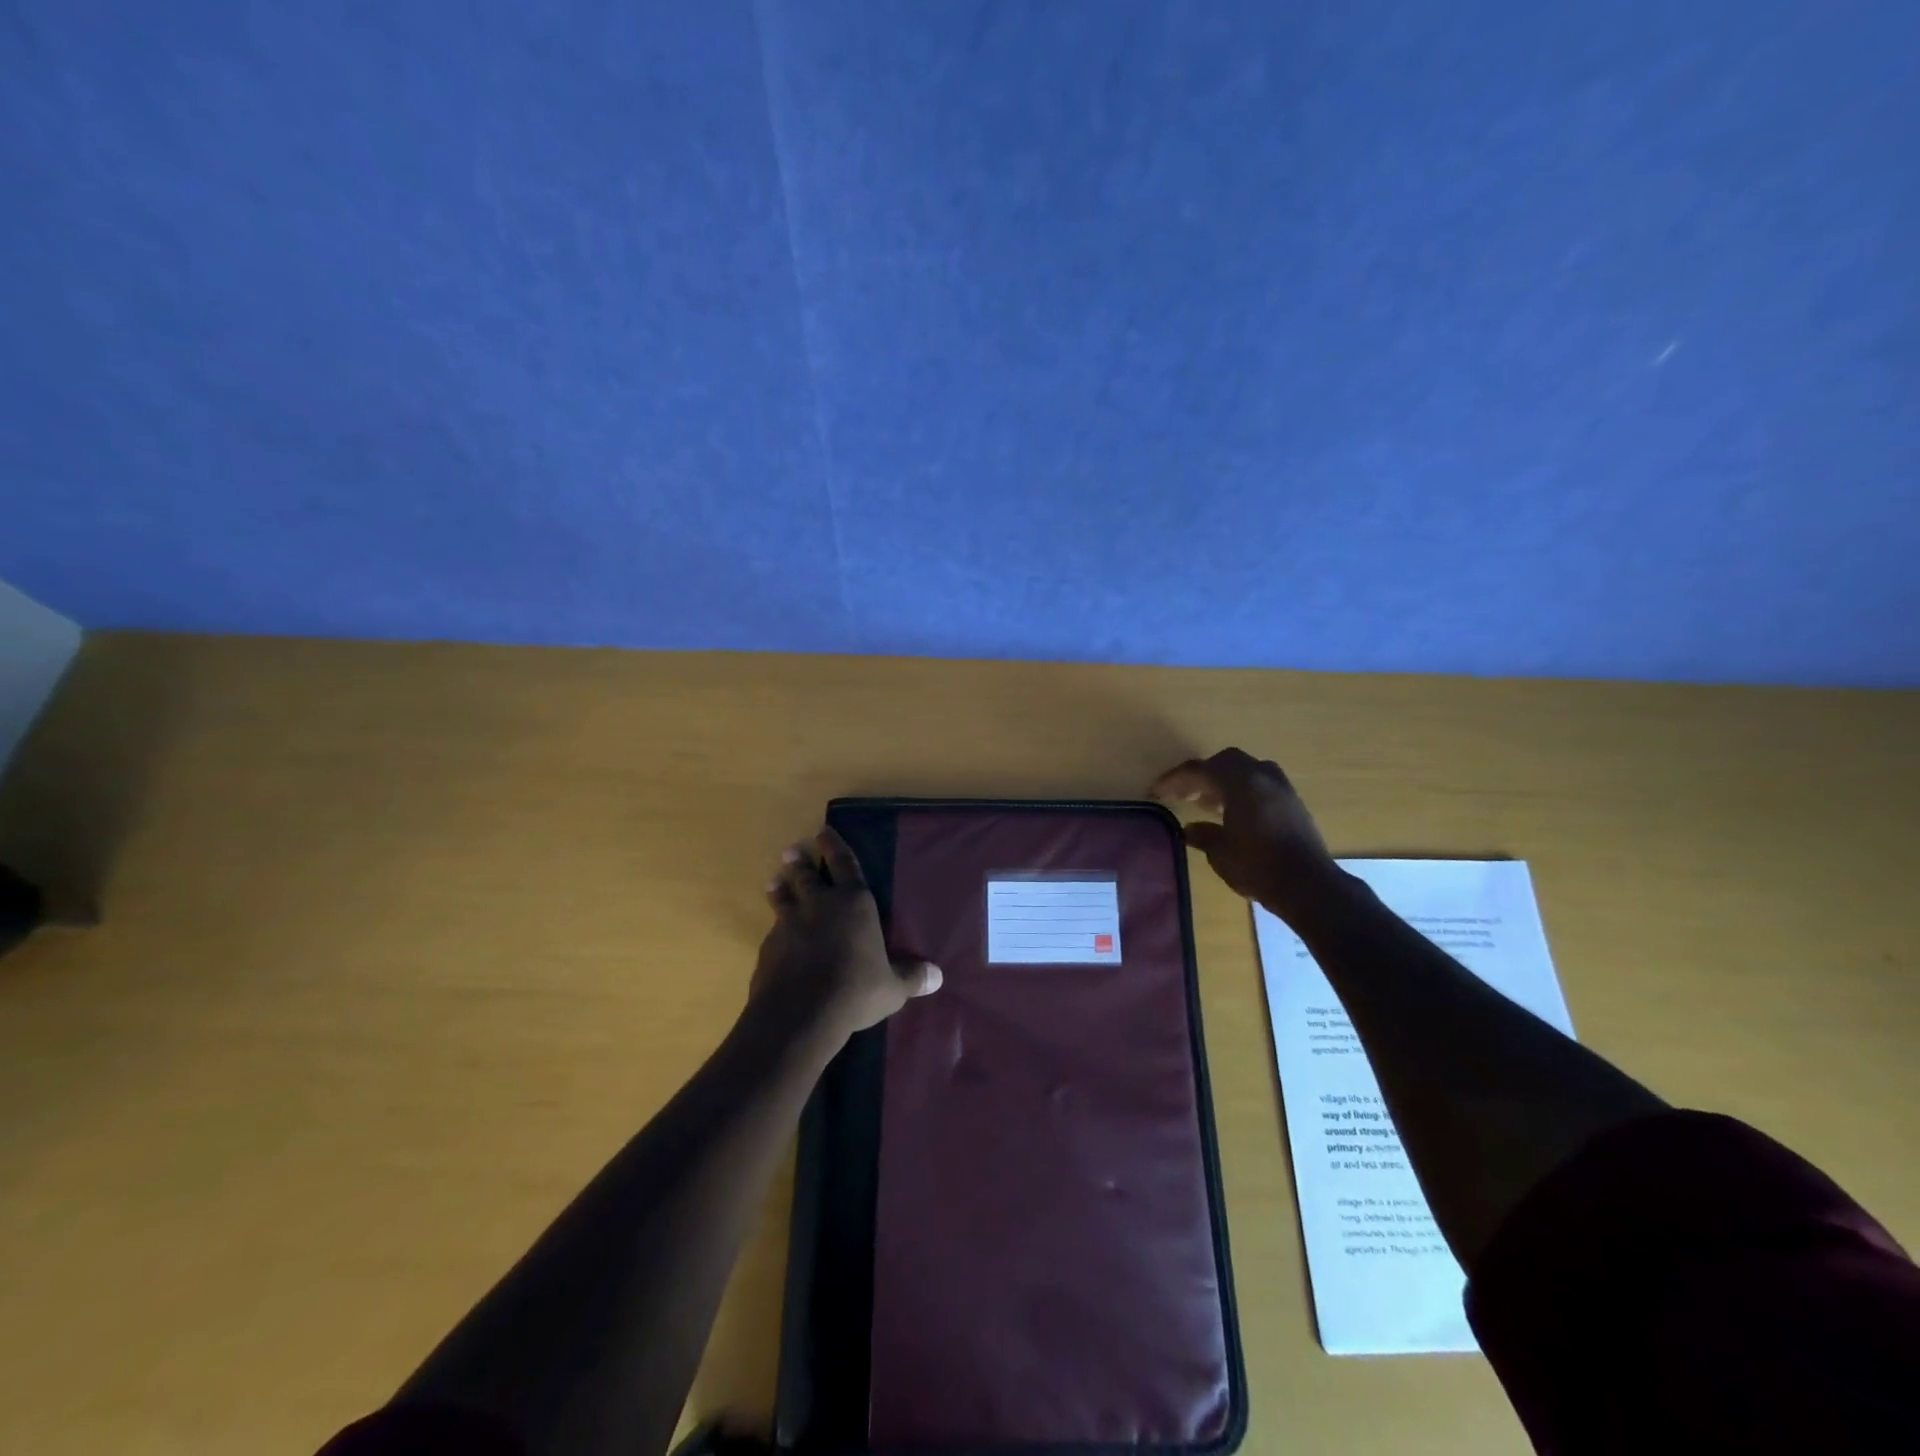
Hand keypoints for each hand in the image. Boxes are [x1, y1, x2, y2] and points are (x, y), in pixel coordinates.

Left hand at [751, 827, 941, 1045]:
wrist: (799, 1014)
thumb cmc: (855, 991)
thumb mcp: (892, 988)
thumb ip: (911, 978)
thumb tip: (938, 976)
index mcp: (853, 903)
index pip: (844, 864)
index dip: (834, 846)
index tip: (823, 831)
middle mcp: (819, 905)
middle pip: (807, 875)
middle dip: (801, 862)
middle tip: (792, 851)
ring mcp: (789, 924)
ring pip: (783, 898)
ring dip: (780, 888)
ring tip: (775, 881)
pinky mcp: (768, 948)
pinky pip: (773, 931)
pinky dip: (776, 929)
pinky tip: (775, 937)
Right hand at [1150, 748, 1343, 923]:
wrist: (1308, 886)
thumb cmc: (1258, 866)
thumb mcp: (1220, 852)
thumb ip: (1203, 835)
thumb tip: (1190, 829)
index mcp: (1241, 782)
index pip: (1200, 770)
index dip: (1175, 780)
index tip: (1156, 791)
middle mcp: (1263, 776)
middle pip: (1226, 762)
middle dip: (1202, 775)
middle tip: (1184, 794)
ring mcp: (1282, 788)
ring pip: (1247, 771)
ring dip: (1224, 781)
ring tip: (1207, 803)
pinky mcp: (1293, 804)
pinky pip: (1261, 784)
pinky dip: (1242, 791)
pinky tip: (1233, 813)